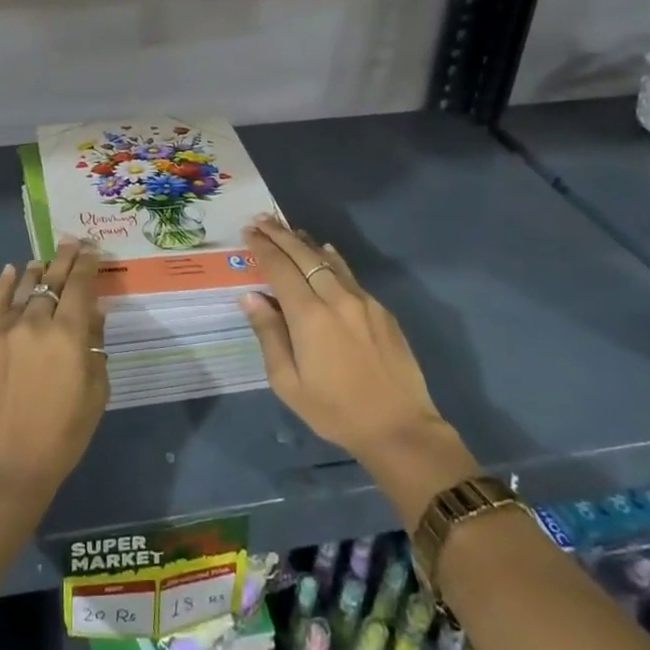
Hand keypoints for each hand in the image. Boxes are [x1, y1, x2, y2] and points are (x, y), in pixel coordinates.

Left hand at [0, 239, 109, 510]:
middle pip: (53, 280)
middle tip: (72, 241)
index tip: (92, 250)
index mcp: (70, 335)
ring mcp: (6, 328)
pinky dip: (6, 283)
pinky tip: (13, 271)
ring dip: (38, 270)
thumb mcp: (95, 394)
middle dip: (65, 258)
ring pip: (25, 287)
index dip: (87, 265)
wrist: (5, 466)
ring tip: (45, 259)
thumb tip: (94, 314)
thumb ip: (95, 348)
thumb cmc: (61, 436)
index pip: (80, 286)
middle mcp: (38, 322)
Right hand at [239, 217, 470, 508]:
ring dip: (305, 243)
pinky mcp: (381, 311)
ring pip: (329, 260)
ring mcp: (363, 301)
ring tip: (289, 231)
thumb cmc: (335, 410)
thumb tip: (251, 297)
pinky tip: (325, 254)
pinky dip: (331, 259)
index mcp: (309, 316)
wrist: (400, 429)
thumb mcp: (288, 382)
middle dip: (280, 235)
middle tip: (262, 220)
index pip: (280, 268)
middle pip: (304, 255)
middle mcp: (336, 298)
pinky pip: (349, 274)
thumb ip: (269, 334)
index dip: (263, 248)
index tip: (248, 232)